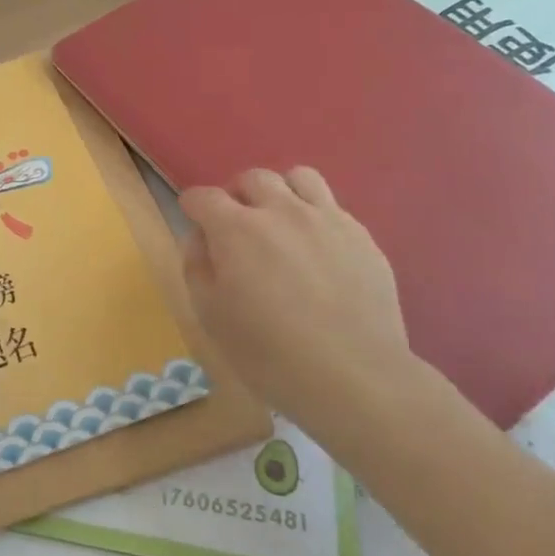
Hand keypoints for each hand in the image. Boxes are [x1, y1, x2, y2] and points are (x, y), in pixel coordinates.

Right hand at [179, 167, 419, 442]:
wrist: (355, 377)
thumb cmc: (270, 354)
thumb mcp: (210, 316)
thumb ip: (197, 267)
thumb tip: (200, 238)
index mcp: (236, 229)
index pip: (202, 197)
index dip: (192, 209)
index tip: (196, 228)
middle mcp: (281, 211)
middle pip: (251, 178)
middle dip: (237, 196)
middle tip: (238, 229)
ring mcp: (326, 219)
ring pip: (298, 177)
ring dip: (281, 193)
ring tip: (281, 224)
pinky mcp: (361, 236)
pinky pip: (332, 206)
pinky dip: (315, 217)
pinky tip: (317, 251)